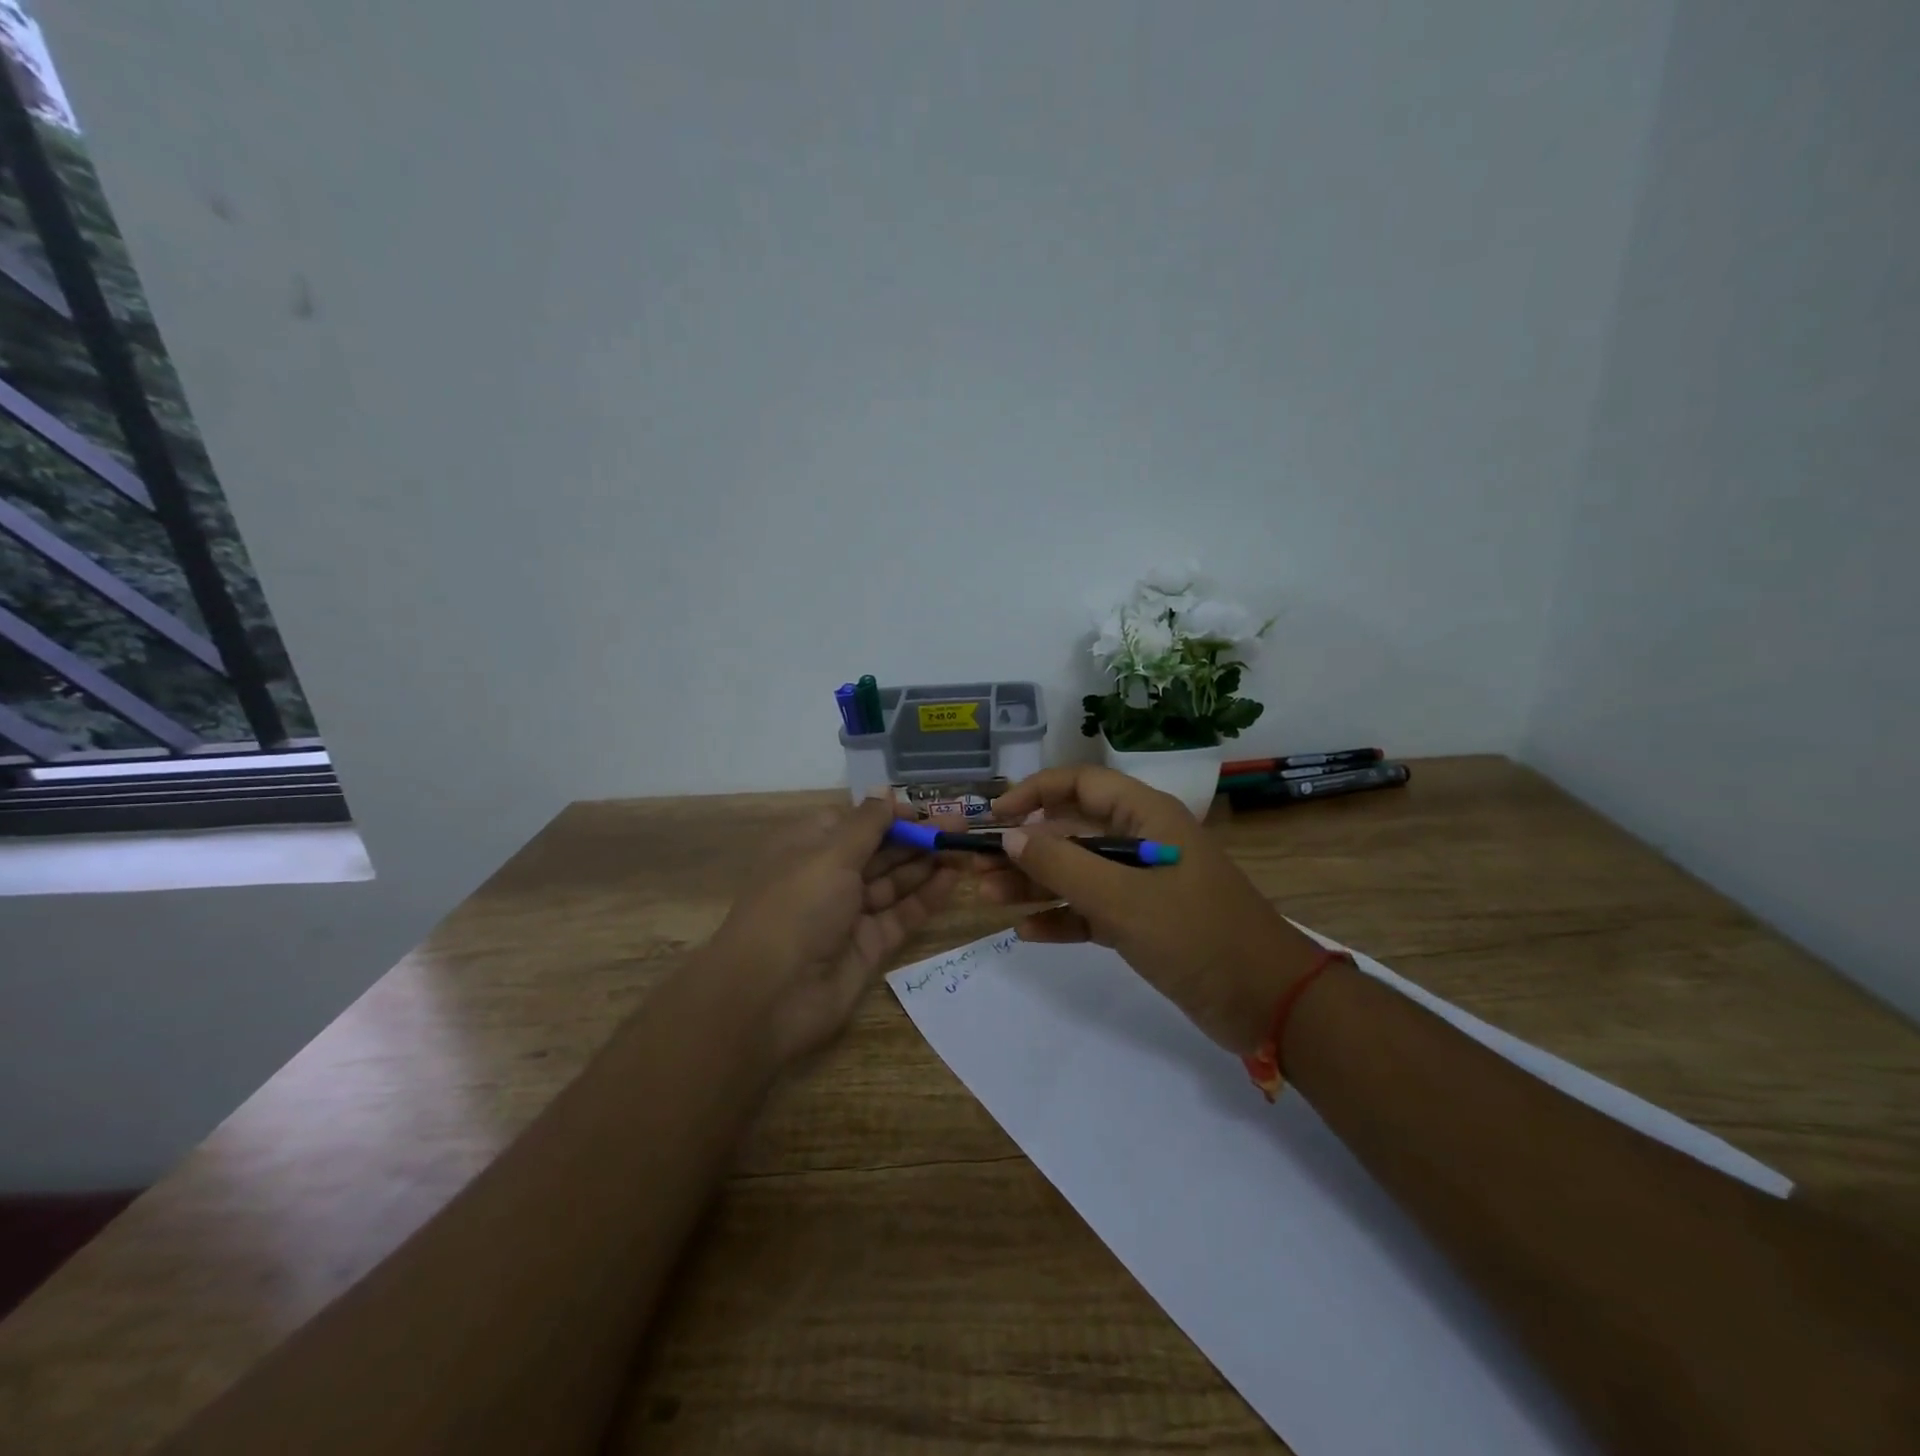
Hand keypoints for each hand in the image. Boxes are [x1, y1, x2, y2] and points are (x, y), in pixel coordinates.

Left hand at [708, 795, 960, 1065]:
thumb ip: (867, 824)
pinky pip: (901, 914)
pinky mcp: (868, 946)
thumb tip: (885, 790)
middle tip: (963, 830)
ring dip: (927, 865)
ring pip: (894, 882)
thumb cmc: (797, 908)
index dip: (891, 816)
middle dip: (918, 839)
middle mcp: (828, 877)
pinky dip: (926, 897)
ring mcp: (849, 913)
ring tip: (966, 850)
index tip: (927, 812)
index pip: (855, 822)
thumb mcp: (830, 855)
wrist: (770, 997)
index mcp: (808, 847)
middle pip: (879, 851)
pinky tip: (953, 879)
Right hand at [974, 766, 1325, 1052]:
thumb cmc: (1196, 935)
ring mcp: (1143, 883)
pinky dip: (1062, 917)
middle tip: (978, 867)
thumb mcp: (1122, 898)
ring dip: (1035, 883)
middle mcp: (1142, 841)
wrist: (1268, 1003)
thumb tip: (1010, 836)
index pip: (1080, 784)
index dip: (1034, 793)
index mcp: (1146, 817)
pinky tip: (1027, 932)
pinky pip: (1092, 910)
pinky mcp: (1144, 921)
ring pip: (1078, 873)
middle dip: (1025, 847)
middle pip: (1072, 831)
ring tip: (987, 897)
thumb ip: (1061, 864)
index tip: (994, 816)